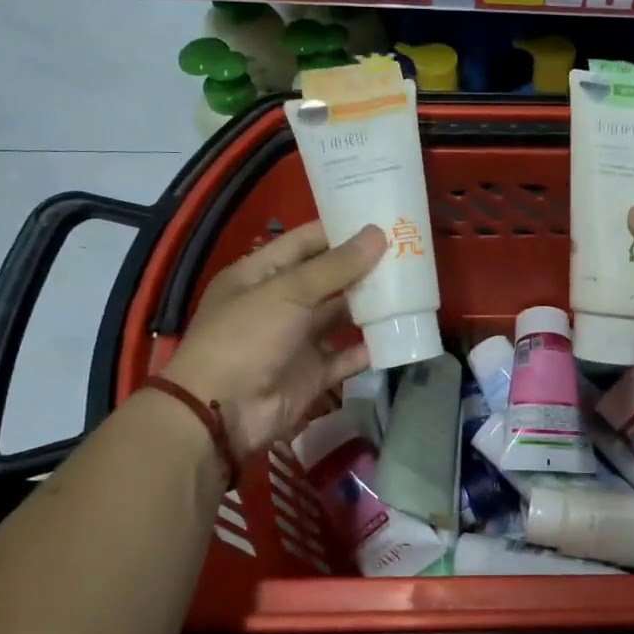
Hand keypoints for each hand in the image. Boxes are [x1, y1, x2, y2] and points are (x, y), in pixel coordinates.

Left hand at [159, 221, 385, 456]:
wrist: (222, 414)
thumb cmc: (246, 337)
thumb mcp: (287, 292)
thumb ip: (335, 266)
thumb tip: (377, 233)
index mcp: (259, 275)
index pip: (303, 243)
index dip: (338, 229)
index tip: (379, 219)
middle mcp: (278, 304)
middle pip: (326, 279)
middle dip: (362, 267)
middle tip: (406, 251)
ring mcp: (296, 341)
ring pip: (340, 316)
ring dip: (370, 305)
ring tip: (411, 287)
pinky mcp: (312, 374)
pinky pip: (347, 357)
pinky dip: (370, 348)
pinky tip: (400, 333)